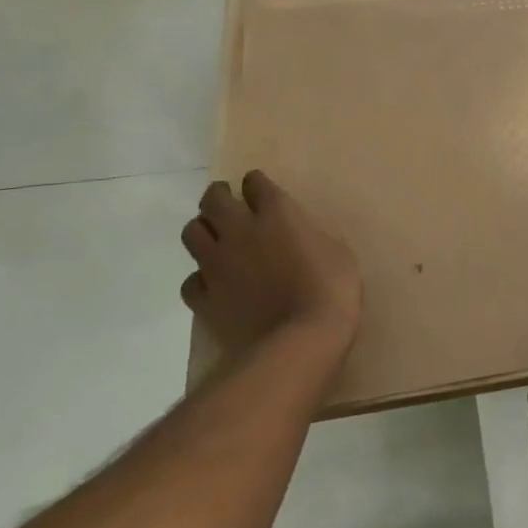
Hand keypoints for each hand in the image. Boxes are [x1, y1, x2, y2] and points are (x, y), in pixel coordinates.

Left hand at [179, 172, 363, 361]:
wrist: (298, 343)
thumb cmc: (331, 291)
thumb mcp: (337, 253)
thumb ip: (311, 237)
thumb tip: (300, 238)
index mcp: (277, 214)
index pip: (255, 184)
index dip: (256, 184)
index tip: (259, 189)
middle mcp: (240, 231)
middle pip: (213, 199)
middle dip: (219, 196)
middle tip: (228, 203)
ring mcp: (217, 265)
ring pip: (191, 232)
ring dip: (202, 230)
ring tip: (215, 238)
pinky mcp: (204, 298)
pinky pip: (191, 280)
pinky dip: (200, 278)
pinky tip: (213, 284)